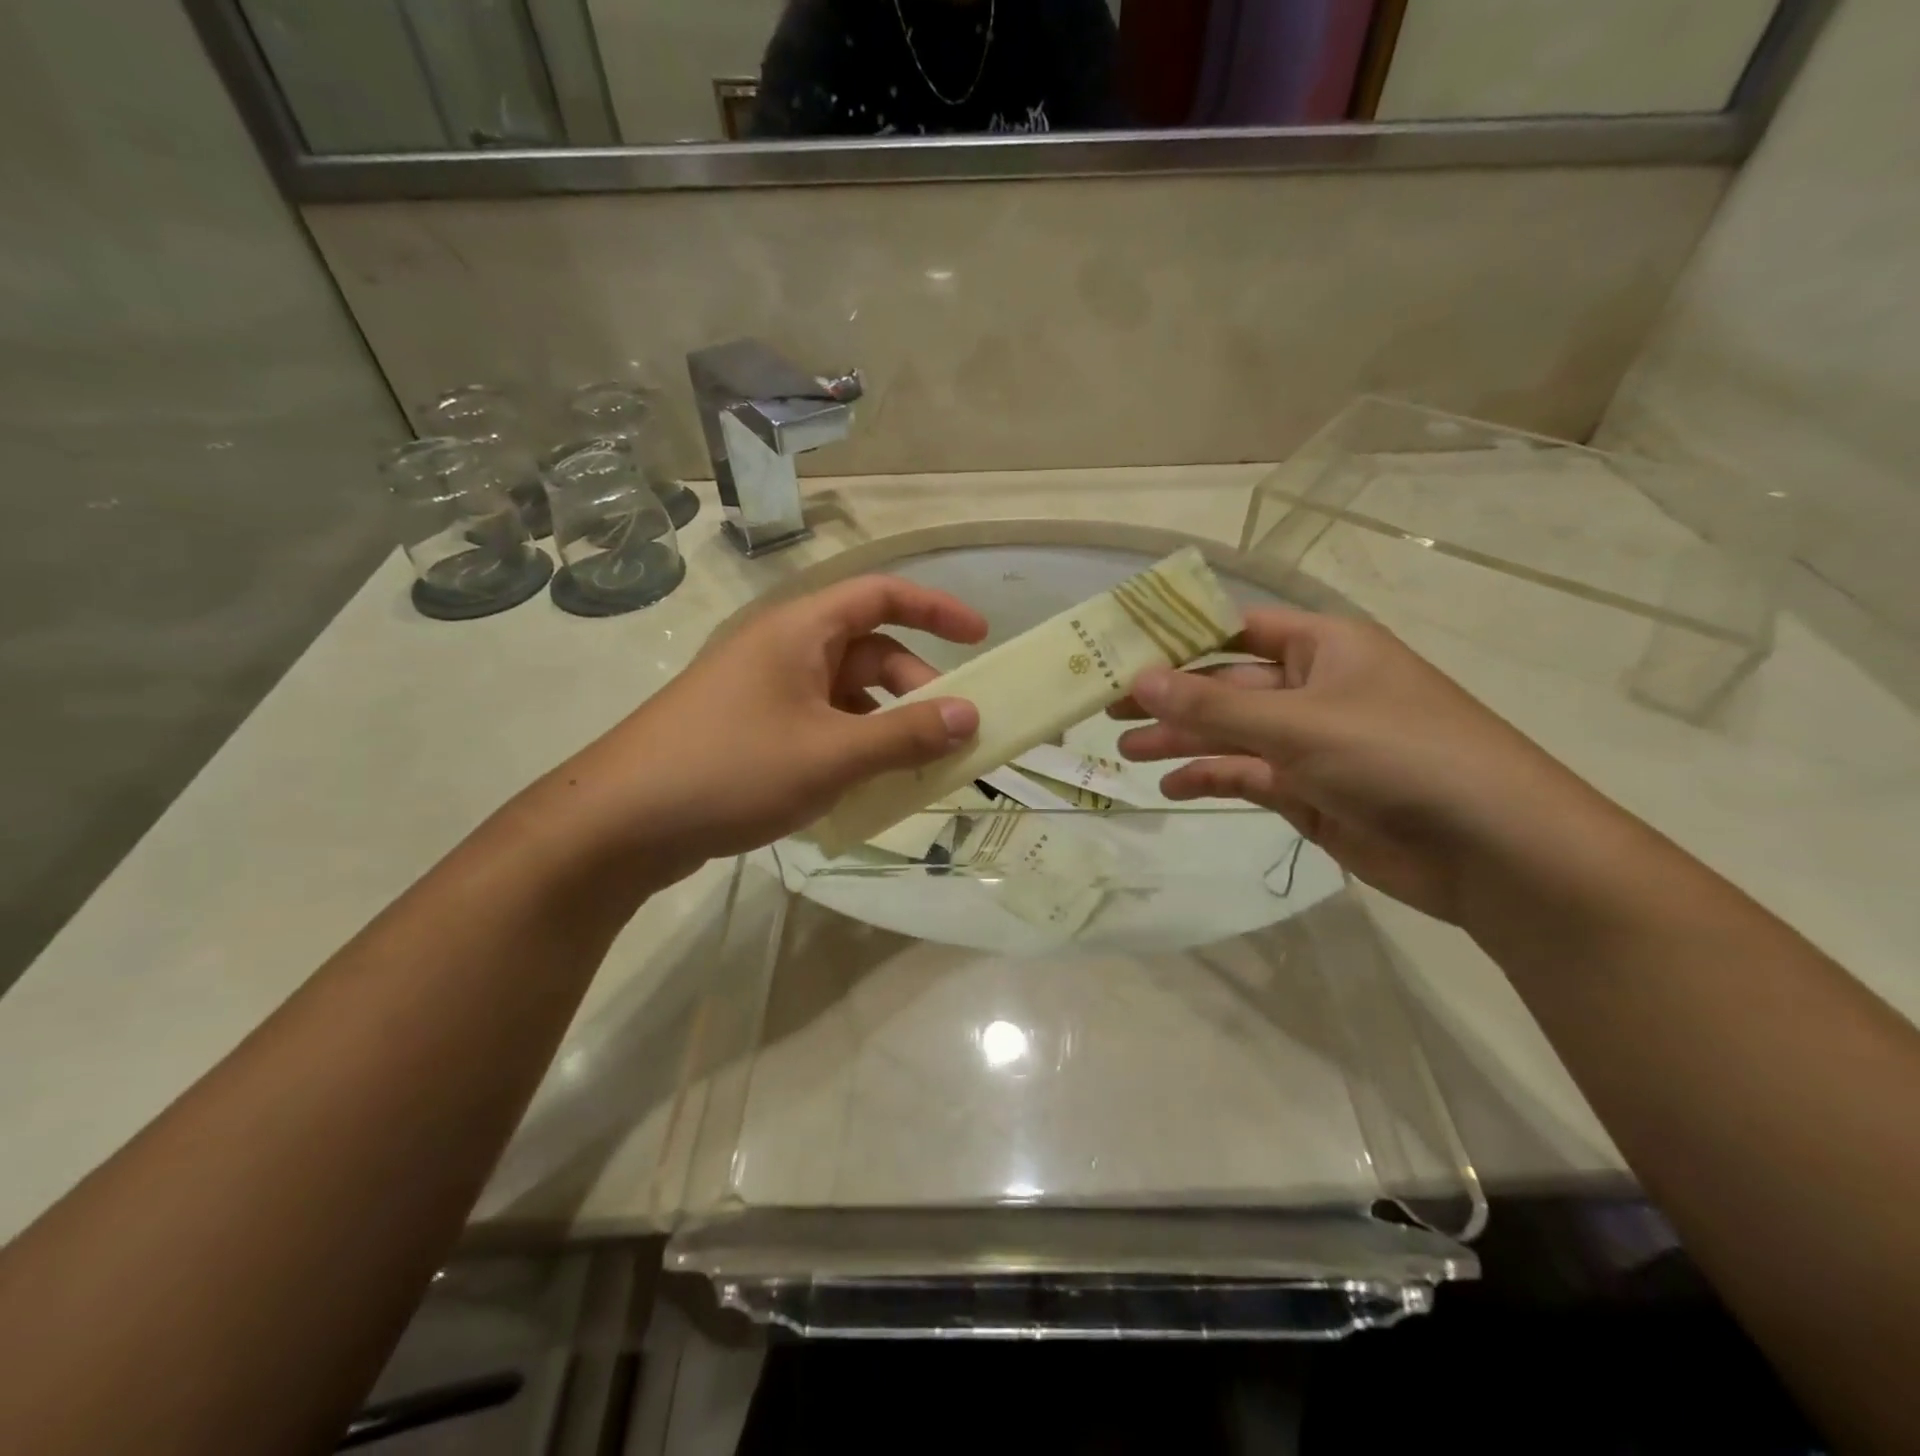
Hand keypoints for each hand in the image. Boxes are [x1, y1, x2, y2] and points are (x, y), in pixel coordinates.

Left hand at [560, 576, 984, 871]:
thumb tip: (970, 716)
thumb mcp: (830, 754)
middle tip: (950, 734)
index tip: (980, 637)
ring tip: (914, 769)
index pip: (880, 595)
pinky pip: (820, 726)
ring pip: (845, 695)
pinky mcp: (751, 731)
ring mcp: (764, 692)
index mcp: (799, 631)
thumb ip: (905, 735)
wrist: (620, 823)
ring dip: (885, 724)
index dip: (935, 608)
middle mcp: (783, 651)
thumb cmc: (730, 770)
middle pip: (868, 651)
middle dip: (915, 686)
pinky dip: (852, 746)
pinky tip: (865, 787)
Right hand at [1113, 608, 1597, 921]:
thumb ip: (1213, 707)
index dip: (1179, 637)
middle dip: (1170, 697)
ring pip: (1231, 734)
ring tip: (1125, 751)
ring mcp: (1312, 743)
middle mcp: (1315, 688)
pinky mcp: (1310, 791)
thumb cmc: (1399, 756)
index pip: (1237, 629)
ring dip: (1181, 741)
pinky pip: (1247, 776)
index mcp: (1323, 647)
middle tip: (1107, 708)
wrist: (1493, 850)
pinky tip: (1172, 788)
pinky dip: (1211, 780)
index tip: (1123, 649)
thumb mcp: (1299, 724)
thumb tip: (1138, 679)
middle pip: (1226, 685)